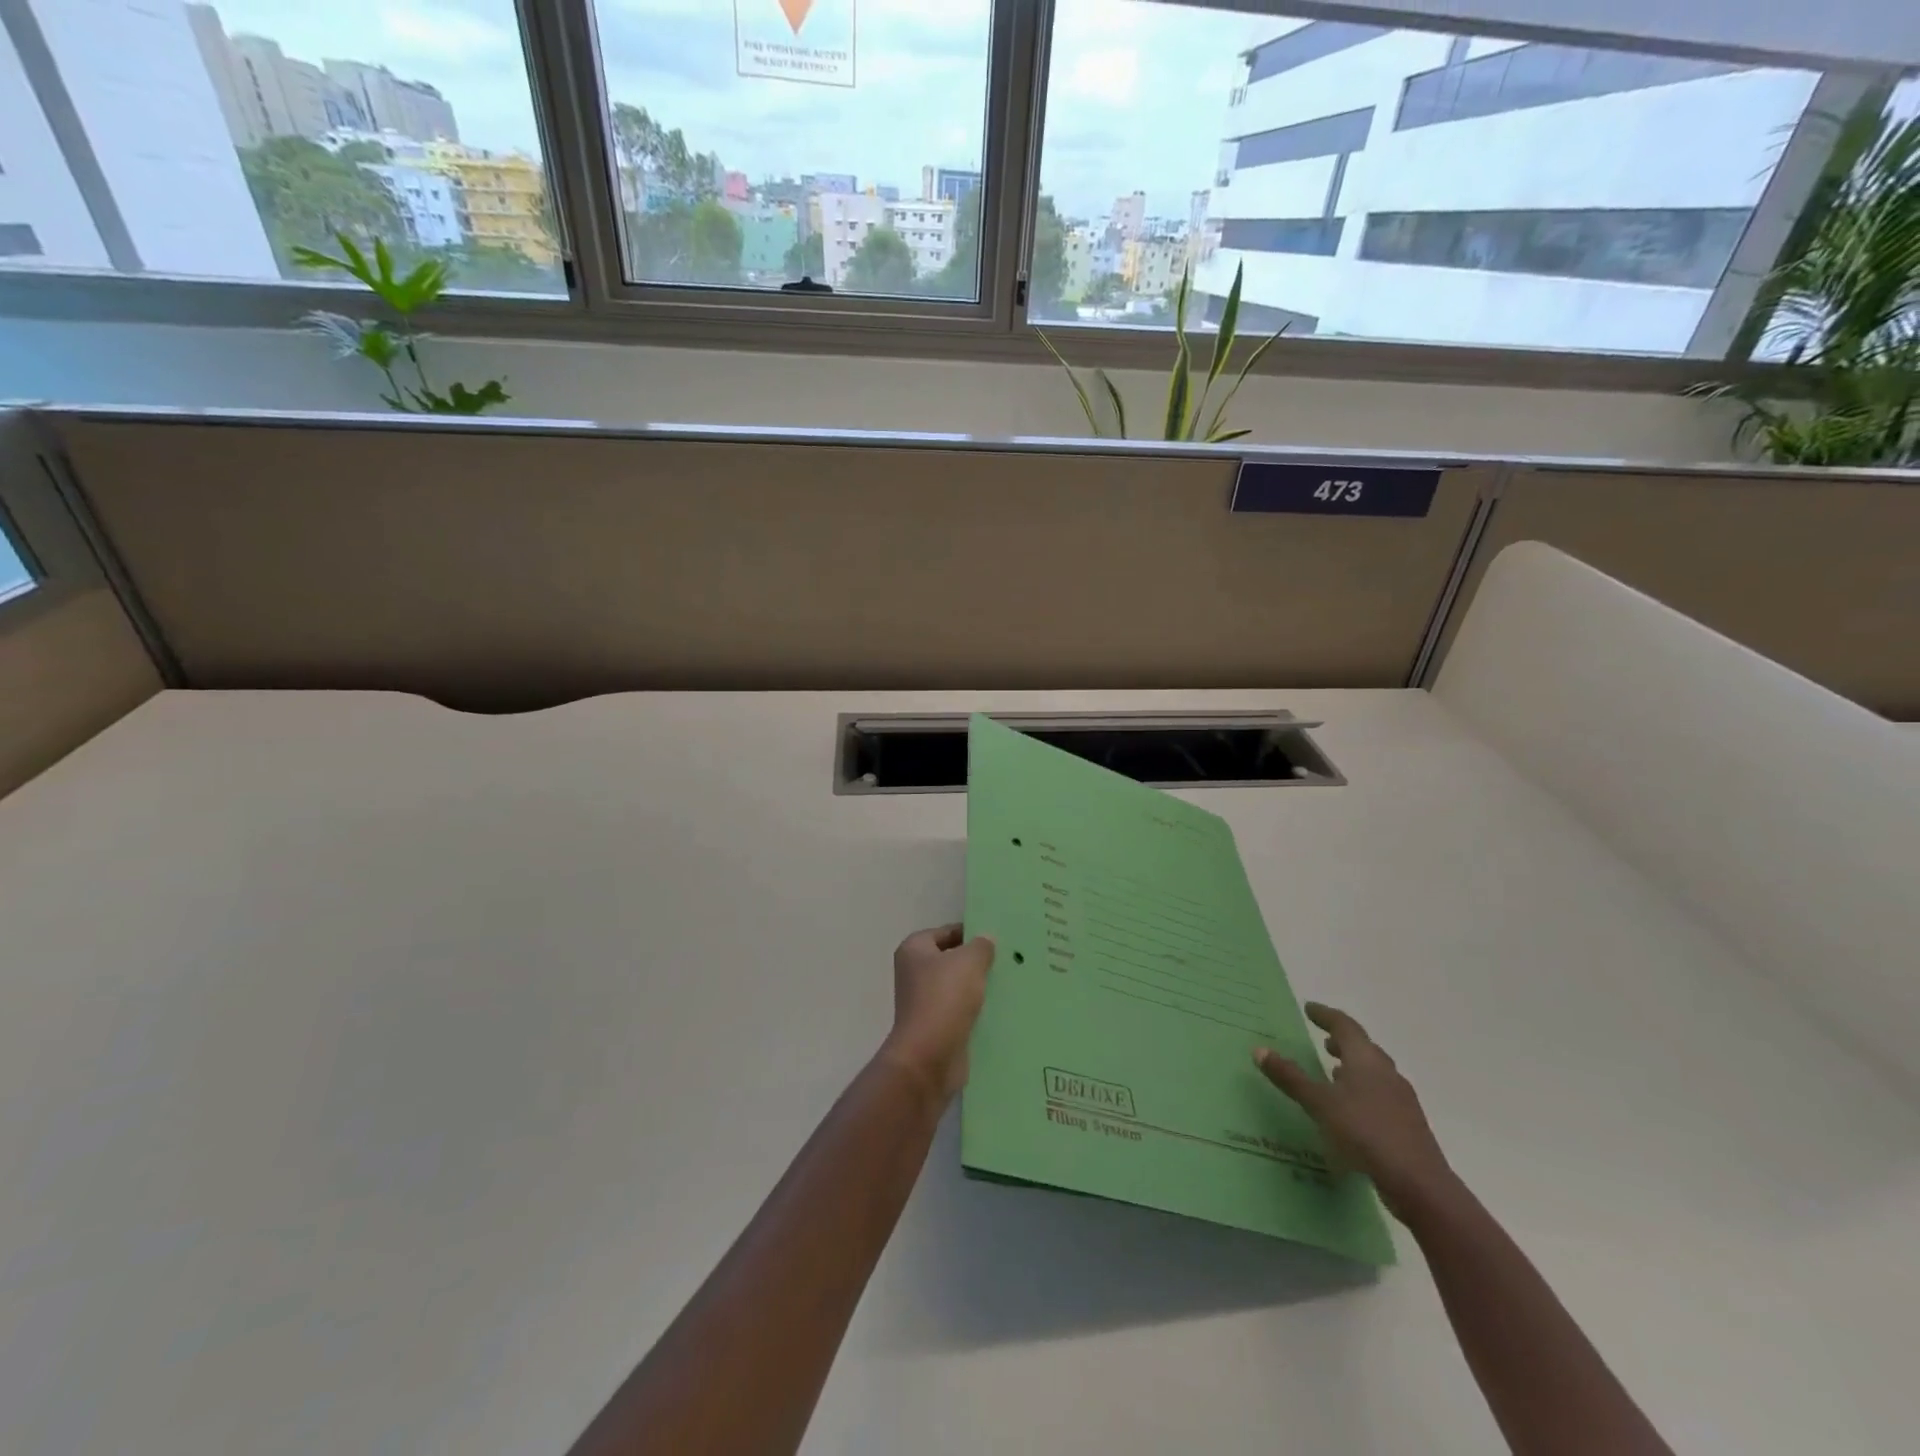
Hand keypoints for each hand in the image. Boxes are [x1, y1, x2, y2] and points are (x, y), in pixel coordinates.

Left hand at [879, 923, 995, 1104]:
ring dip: (980, 987)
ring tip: (1011, 982)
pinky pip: (962, 1011)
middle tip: (1009, 959)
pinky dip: (978, 1010)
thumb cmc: (944, 999)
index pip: (946, 932)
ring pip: (959, 987)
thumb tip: (986, 939)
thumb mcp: (969, 962)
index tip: (999, 937)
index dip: (971, 932)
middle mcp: (915, 973)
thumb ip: (981, 946)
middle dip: (978, 961)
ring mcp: (925, 1002)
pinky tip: (1003, 1009)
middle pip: (952, 959)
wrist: (929, 1057)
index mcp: (914, 950)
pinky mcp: (937, 1027)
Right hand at [1255, 1003, 1456, 1221]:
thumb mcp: (1319, 1103)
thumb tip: (1259, 1050)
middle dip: (1343, 1042)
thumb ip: (1290, 1077)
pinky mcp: (1407, 1125)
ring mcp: (1401, 1100)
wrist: (1418, 1184)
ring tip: (1334, 1072)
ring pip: (1375, 1073)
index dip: (1326, 1015)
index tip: (1309, 1008)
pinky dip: (1363, 1091)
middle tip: (1324, 1040)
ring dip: (1354, 1067)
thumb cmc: (1364, 1132)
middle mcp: (1387, 1073)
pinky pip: (1380, 1096)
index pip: (1345, 1026)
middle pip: (1364, 1048)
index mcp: (1366, 1060)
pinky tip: (1351, 1109)